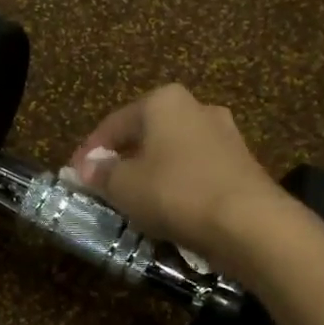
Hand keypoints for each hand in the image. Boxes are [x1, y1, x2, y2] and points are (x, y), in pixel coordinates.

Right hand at [66, 84, 282, 259]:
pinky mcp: (242, 165)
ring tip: (133, 200)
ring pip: (172, 153)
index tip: (74, 175)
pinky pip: (196, 172)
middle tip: (103, 186)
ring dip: (151, 173)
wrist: (249, 222)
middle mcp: (197, 107)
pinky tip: (167, 208)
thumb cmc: (175, 192)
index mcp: (164, 101)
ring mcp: (225, 135)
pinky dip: (177, 185)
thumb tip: (86, 168)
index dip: (89, 151)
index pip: (114, 123)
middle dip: (122, 159)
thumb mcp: (124, 186)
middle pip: (146, 134)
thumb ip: (101, 173)